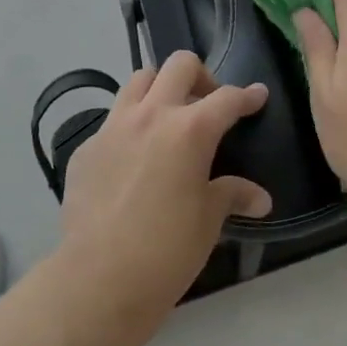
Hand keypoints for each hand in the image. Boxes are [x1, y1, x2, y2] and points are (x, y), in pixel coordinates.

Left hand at [58, 51, 272, 314]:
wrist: (99, 279)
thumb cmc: (168, 249)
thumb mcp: (209, 219)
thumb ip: (232, 195)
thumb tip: (260, 199)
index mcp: (190, 129)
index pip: (227, 98)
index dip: (248, 96)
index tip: (257, 95)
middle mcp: (151, 116)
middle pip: (179, 66)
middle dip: (201, 76)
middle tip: (208, 103)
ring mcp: (113, 128)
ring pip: (138, 80)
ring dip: (159, 89)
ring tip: (168, 118)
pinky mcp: (86, 149)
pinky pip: (112, 121)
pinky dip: (129, 127)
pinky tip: (133, 159)